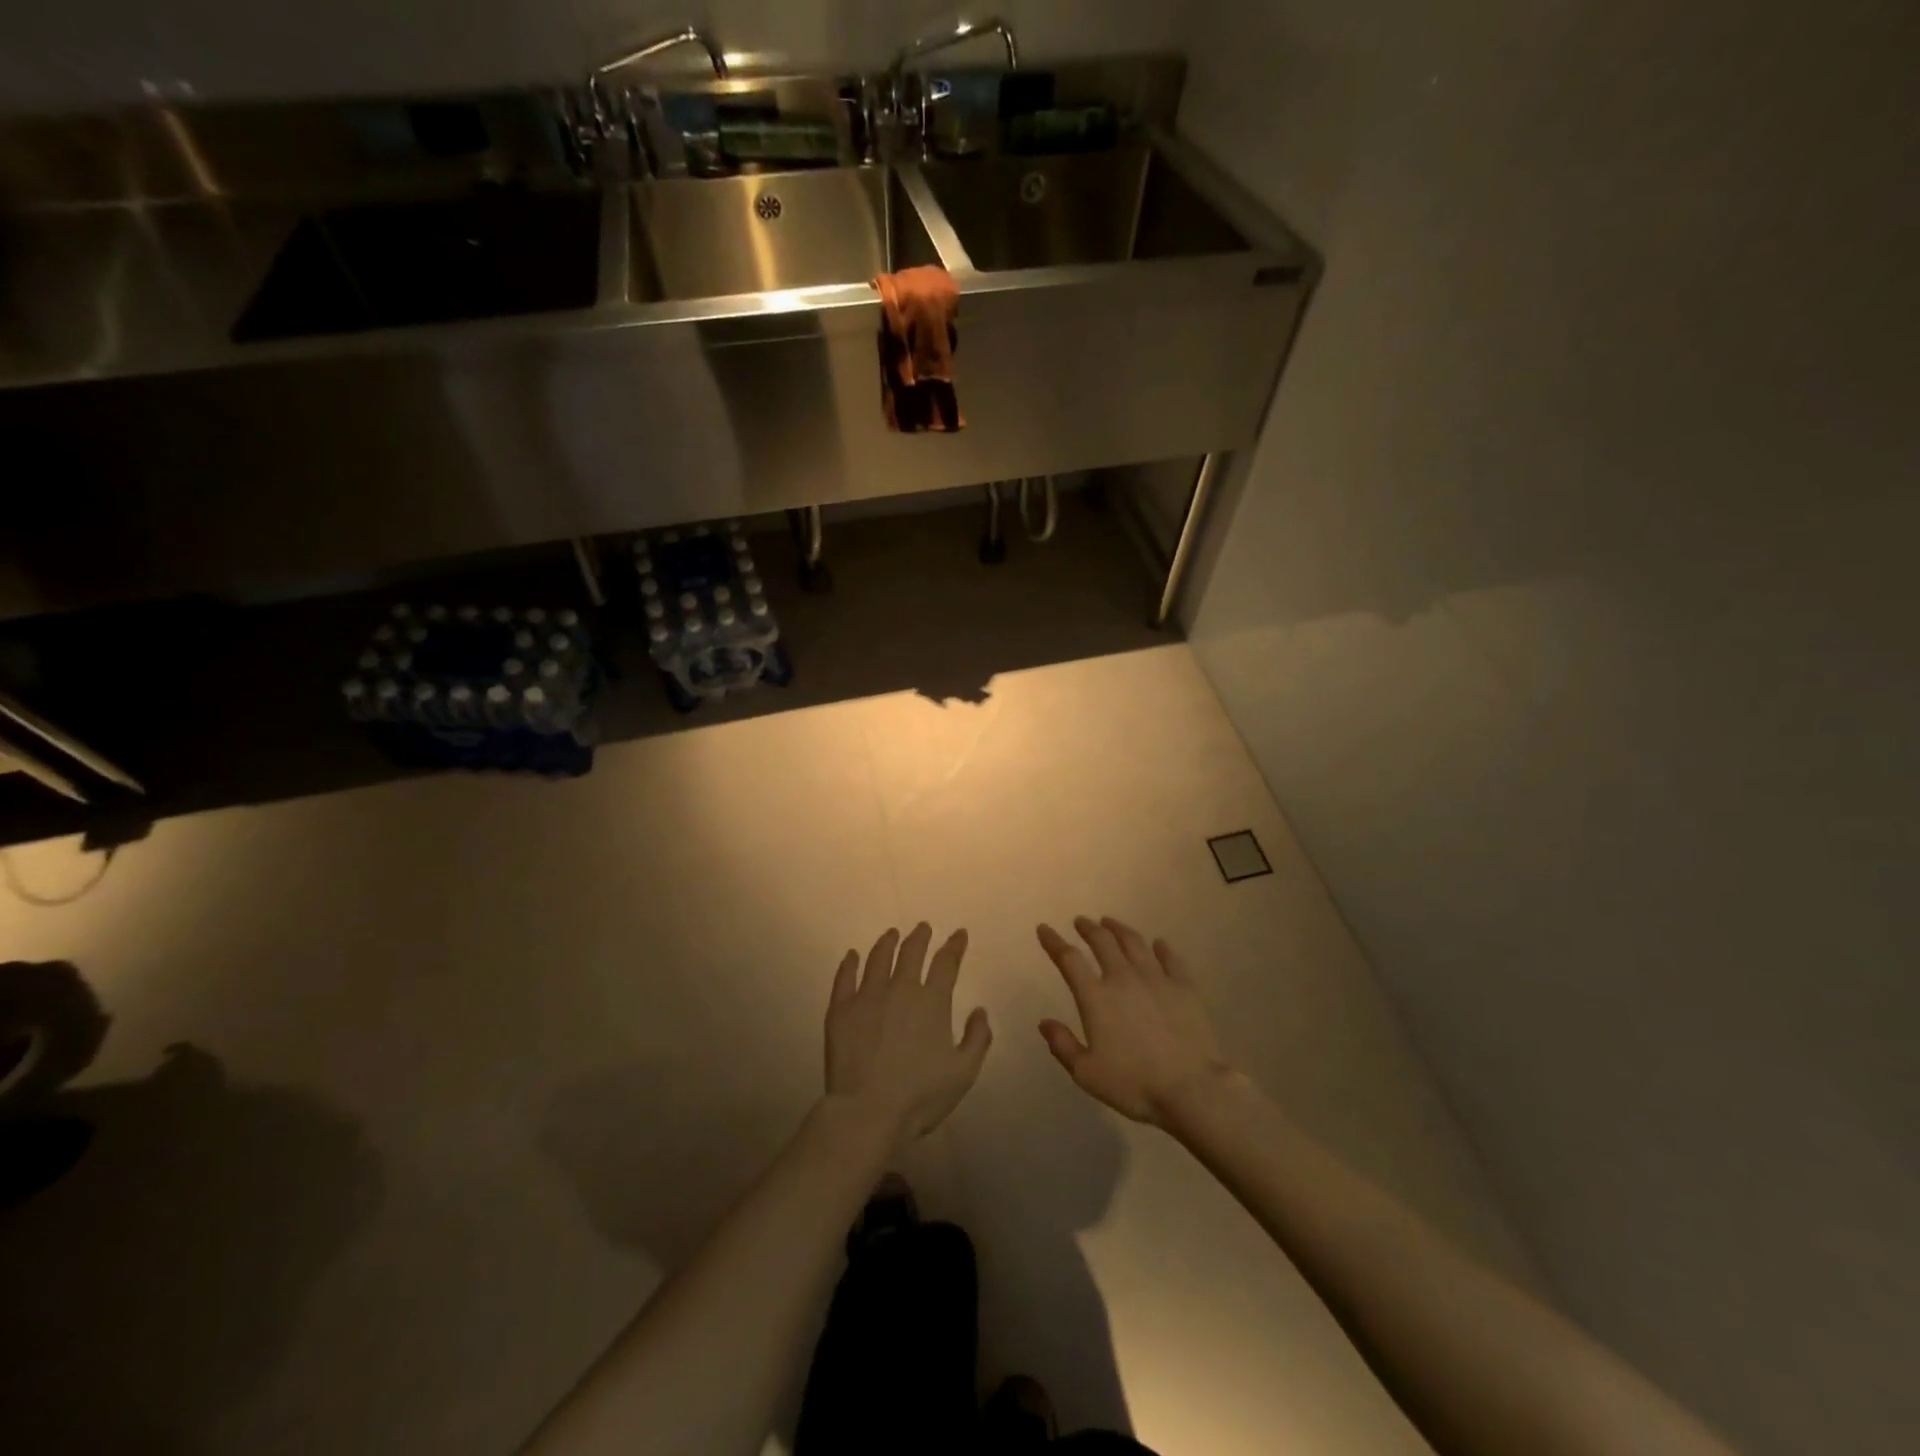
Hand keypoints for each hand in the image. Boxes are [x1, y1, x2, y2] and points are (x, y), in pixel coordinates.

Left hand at [826, 924, 992, 1142]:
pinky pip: (845, 977)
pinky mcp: (841, 1009)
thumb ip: (977, 1039)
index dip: (954, 946)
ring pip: (878, 958)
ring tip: (891, 934)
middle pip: (911, 952)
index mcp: (932, 1002)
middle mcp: (900, 989)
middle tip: (923, 927)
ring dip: (887, 942)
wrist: (868, 1111)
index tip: (959, 934)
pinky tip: (852, 955)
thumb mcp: (963, 1073)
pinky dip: (850, 963)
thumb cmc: (920, 1096)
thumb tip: (980, 1011)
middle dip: (920, 936)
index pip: (946, 963)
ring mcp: (867, 996)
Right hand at [1036, 917, 1231, 1125]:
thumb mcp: (1086, 1073)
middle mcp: (1123, 978)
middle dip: (1088, 928)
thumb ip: (1063, 1045)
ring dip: (1119, 929)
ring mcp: (1156, 978)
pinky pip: (1170, 958)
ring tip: (1111, 923)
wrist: (1191, 1088)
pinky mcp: (1184, 986)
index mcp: (1096, 997)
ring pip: (1134, 942)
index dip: (1054, 942)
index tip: (1044, 929)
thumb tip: (1044, 1023)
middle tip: (1081, 921)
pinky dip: (1161, 947)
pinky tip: (1158, 944)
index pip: (1069, 959)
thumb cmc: (1134, 1084)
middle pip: (1102, 942)